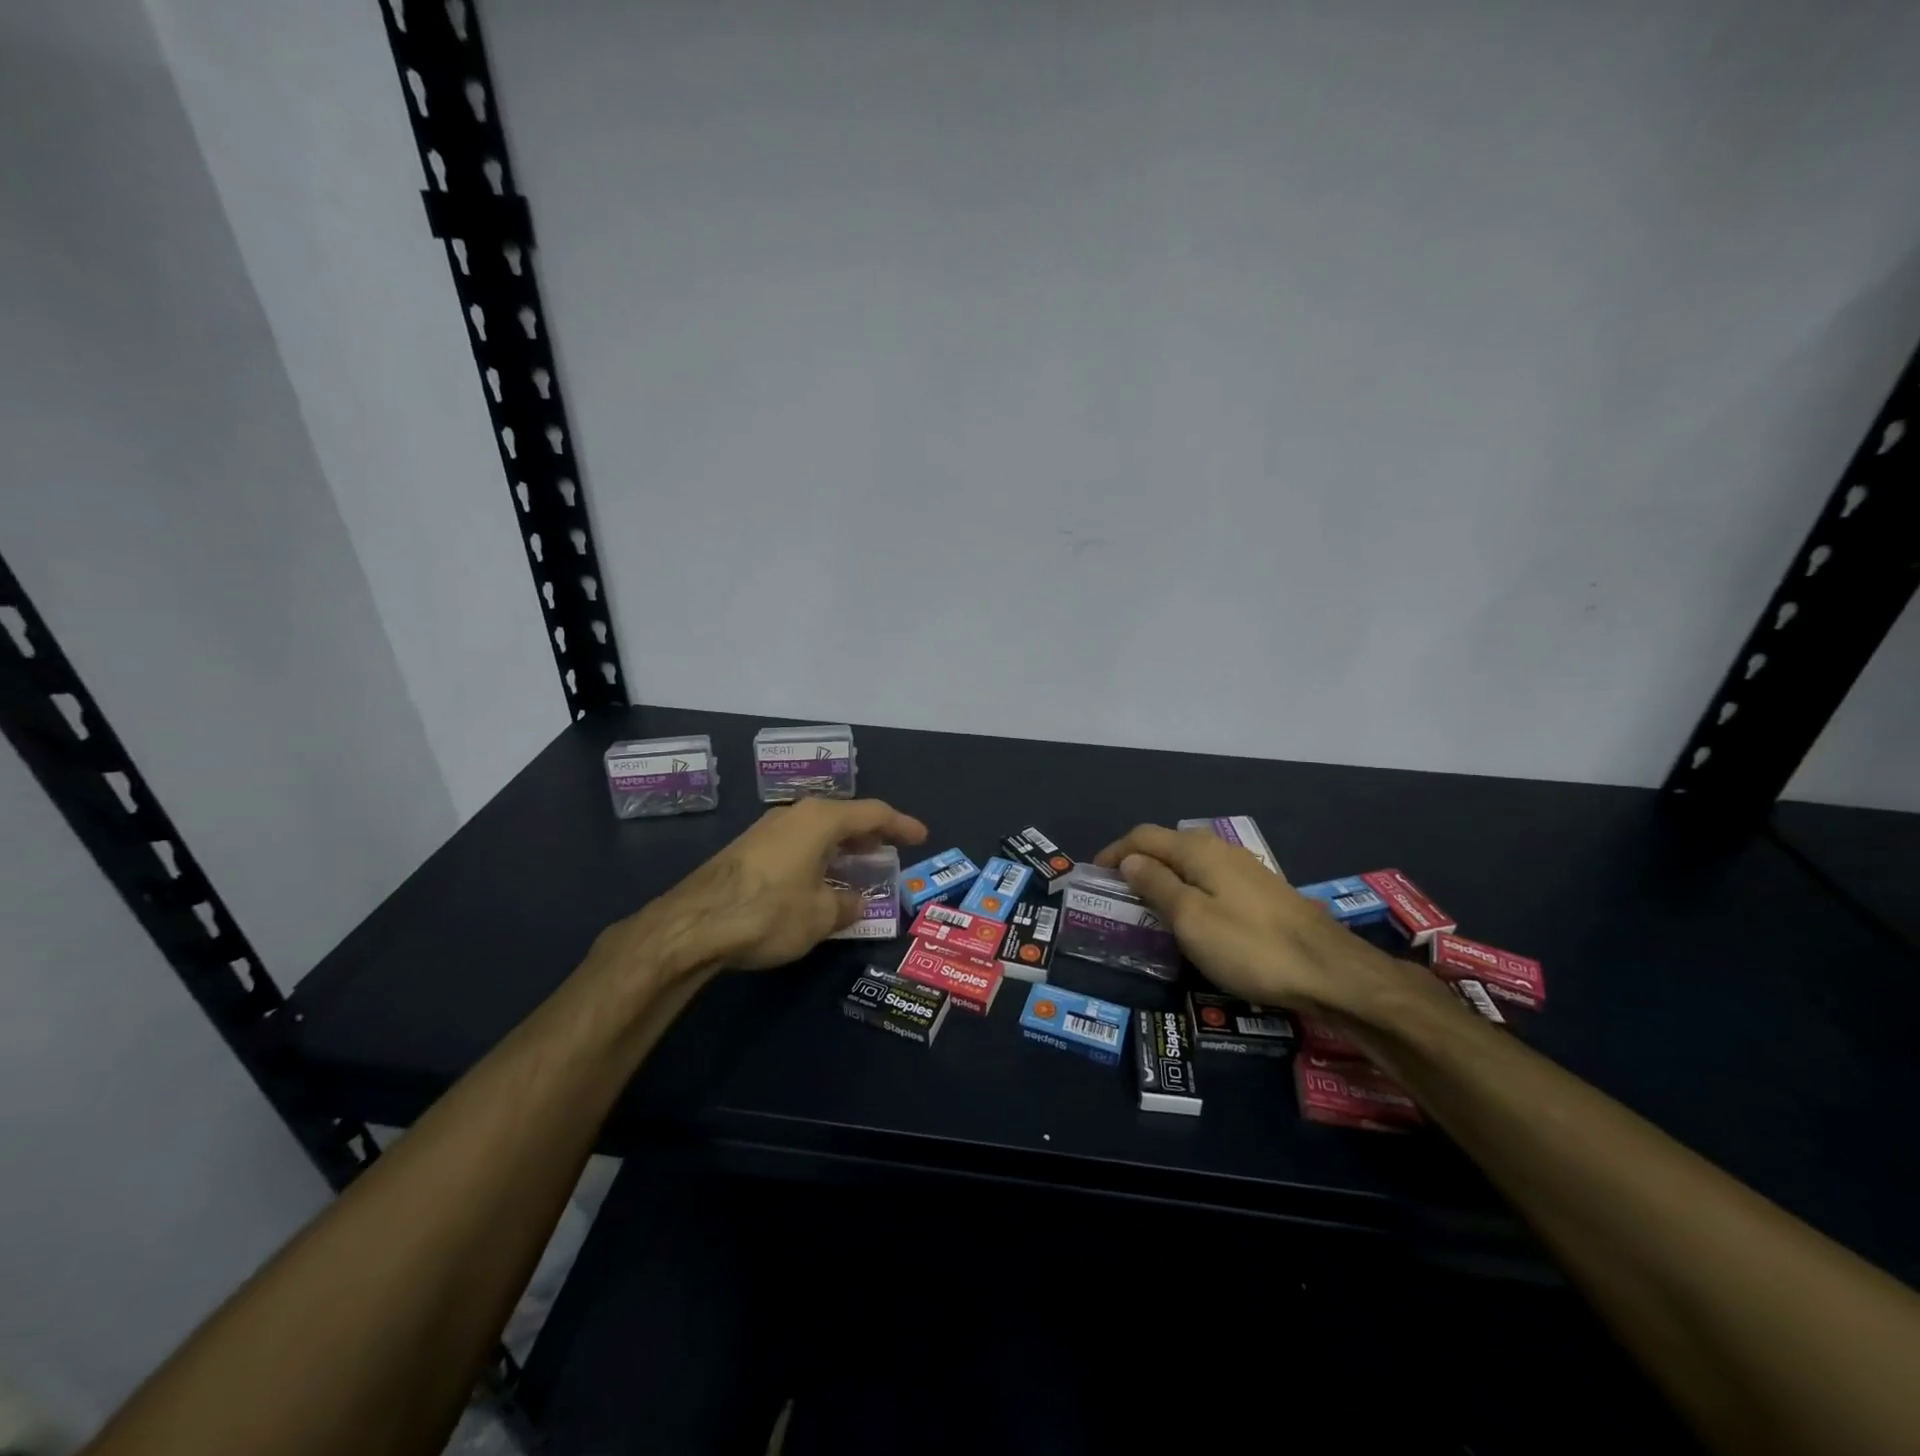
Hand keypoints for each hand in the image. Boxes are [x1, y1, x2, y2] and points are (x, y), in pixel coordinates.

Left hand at [624, 798, 928, 976]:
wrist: (693, 924)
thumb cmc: (769, 912)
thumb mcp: (821, 916)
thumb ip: (846, 903)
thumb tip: (853, 900)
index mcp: (821, 820)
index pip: (873, 813)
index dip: (901, 825)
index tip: (921, 836)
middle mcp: (795, 814)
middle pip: (844, 817)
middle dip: (870, 835)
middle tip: (890, 852)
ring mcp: (767, 829)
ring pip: (817, 831)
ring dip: (841, 847)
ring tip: (858, 866)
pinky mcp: (747, 849)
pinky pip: (796, 844)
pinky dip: (817, 856)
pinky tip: (818, 879)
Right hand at [1094, 824, 1397, 1015]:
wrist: (1330, 971)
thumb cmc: (1250, 946)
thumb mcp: (1190, 919)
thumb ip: (1156, 885)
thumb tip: (1129, 861)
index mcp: (1197, 850)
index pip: (1142, 837)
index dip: (1113, 853)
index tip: (1092, 877)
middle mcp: (1218, 849)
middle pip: (1165, 846)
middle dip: (1135, 864)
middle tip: (1113, 895)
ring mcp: (1242, 869)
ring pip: (1187, 863)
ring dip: (1160, 877)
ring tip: (1143, 906)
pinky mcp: (1258, 891)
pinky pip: (1207, 880)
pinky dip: (1185, 889)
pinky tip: (1187, 915)